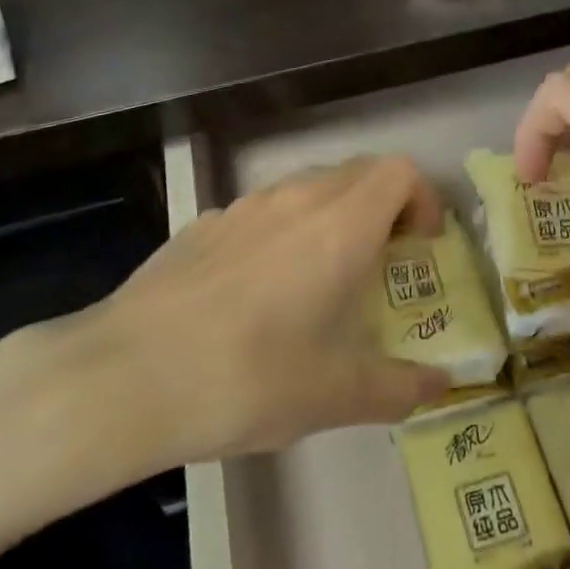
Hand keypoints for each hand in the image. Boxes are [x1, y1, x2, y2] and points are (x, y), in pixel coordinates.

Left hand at [13, 156, 451, 486]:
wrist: (129, 375)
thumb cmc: (251, 377)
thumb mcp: (337, 396)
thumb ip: (400, 387)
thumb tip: (440, 385)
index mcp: (340, 225)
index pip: (399, 172)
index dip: (421, 199)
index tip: (418, 248)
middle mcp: (296, 199)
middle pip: (357, 173)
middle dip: (383, 208)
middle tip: (380, 264)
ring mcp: (244, 207)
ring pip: (307, 188)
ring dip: (331, 217)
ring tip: (319, 280)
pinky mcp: (204, 224)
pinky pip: (262, 212)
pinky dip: (282, 232)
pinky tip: (256, 293)